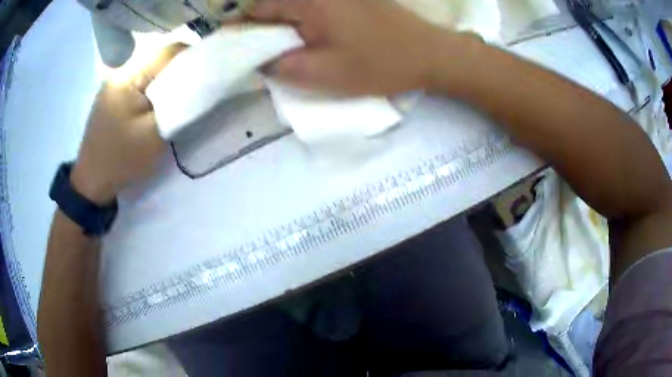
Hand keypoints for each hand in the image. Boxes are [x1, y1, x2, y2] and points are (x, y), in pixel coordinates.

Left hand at [71, 44, 186, 204]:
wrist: (92, 182)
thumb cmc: (122, 159)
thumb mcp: (154, 134)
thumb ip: (178, 104)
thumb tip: (199, 79)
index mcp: (128, 76)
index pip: (169, 50)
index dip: (194, 56)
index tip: (209, 71)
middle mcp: (120, 70)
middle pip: (159, 56)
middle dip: (181, 66)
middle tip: (195, 85)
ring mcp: (114, 81)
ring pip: (150, 67)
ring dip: (168, 76)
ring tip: (179, 93)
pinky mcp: (113, 93)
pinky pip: (140, 78)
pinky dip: (155, 84)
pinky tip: (158, 99)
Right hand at [250, 0, 458, 94]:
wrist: (429, 53)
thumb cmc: (380, 65)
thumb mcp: (324, 74)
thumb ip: (281, 67)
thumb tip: (259, 60)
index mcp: (309, 1)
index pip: (258, 8)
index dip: (241, 29)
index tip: (233, 48)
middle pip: (274, 3)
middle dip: (260, 27)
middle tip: (259, 52)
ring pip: (293, 5)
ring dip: (281, 24)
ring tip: (281, 48)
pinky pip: (312, 6)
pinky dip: (301, 20)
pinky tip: (305, 36)